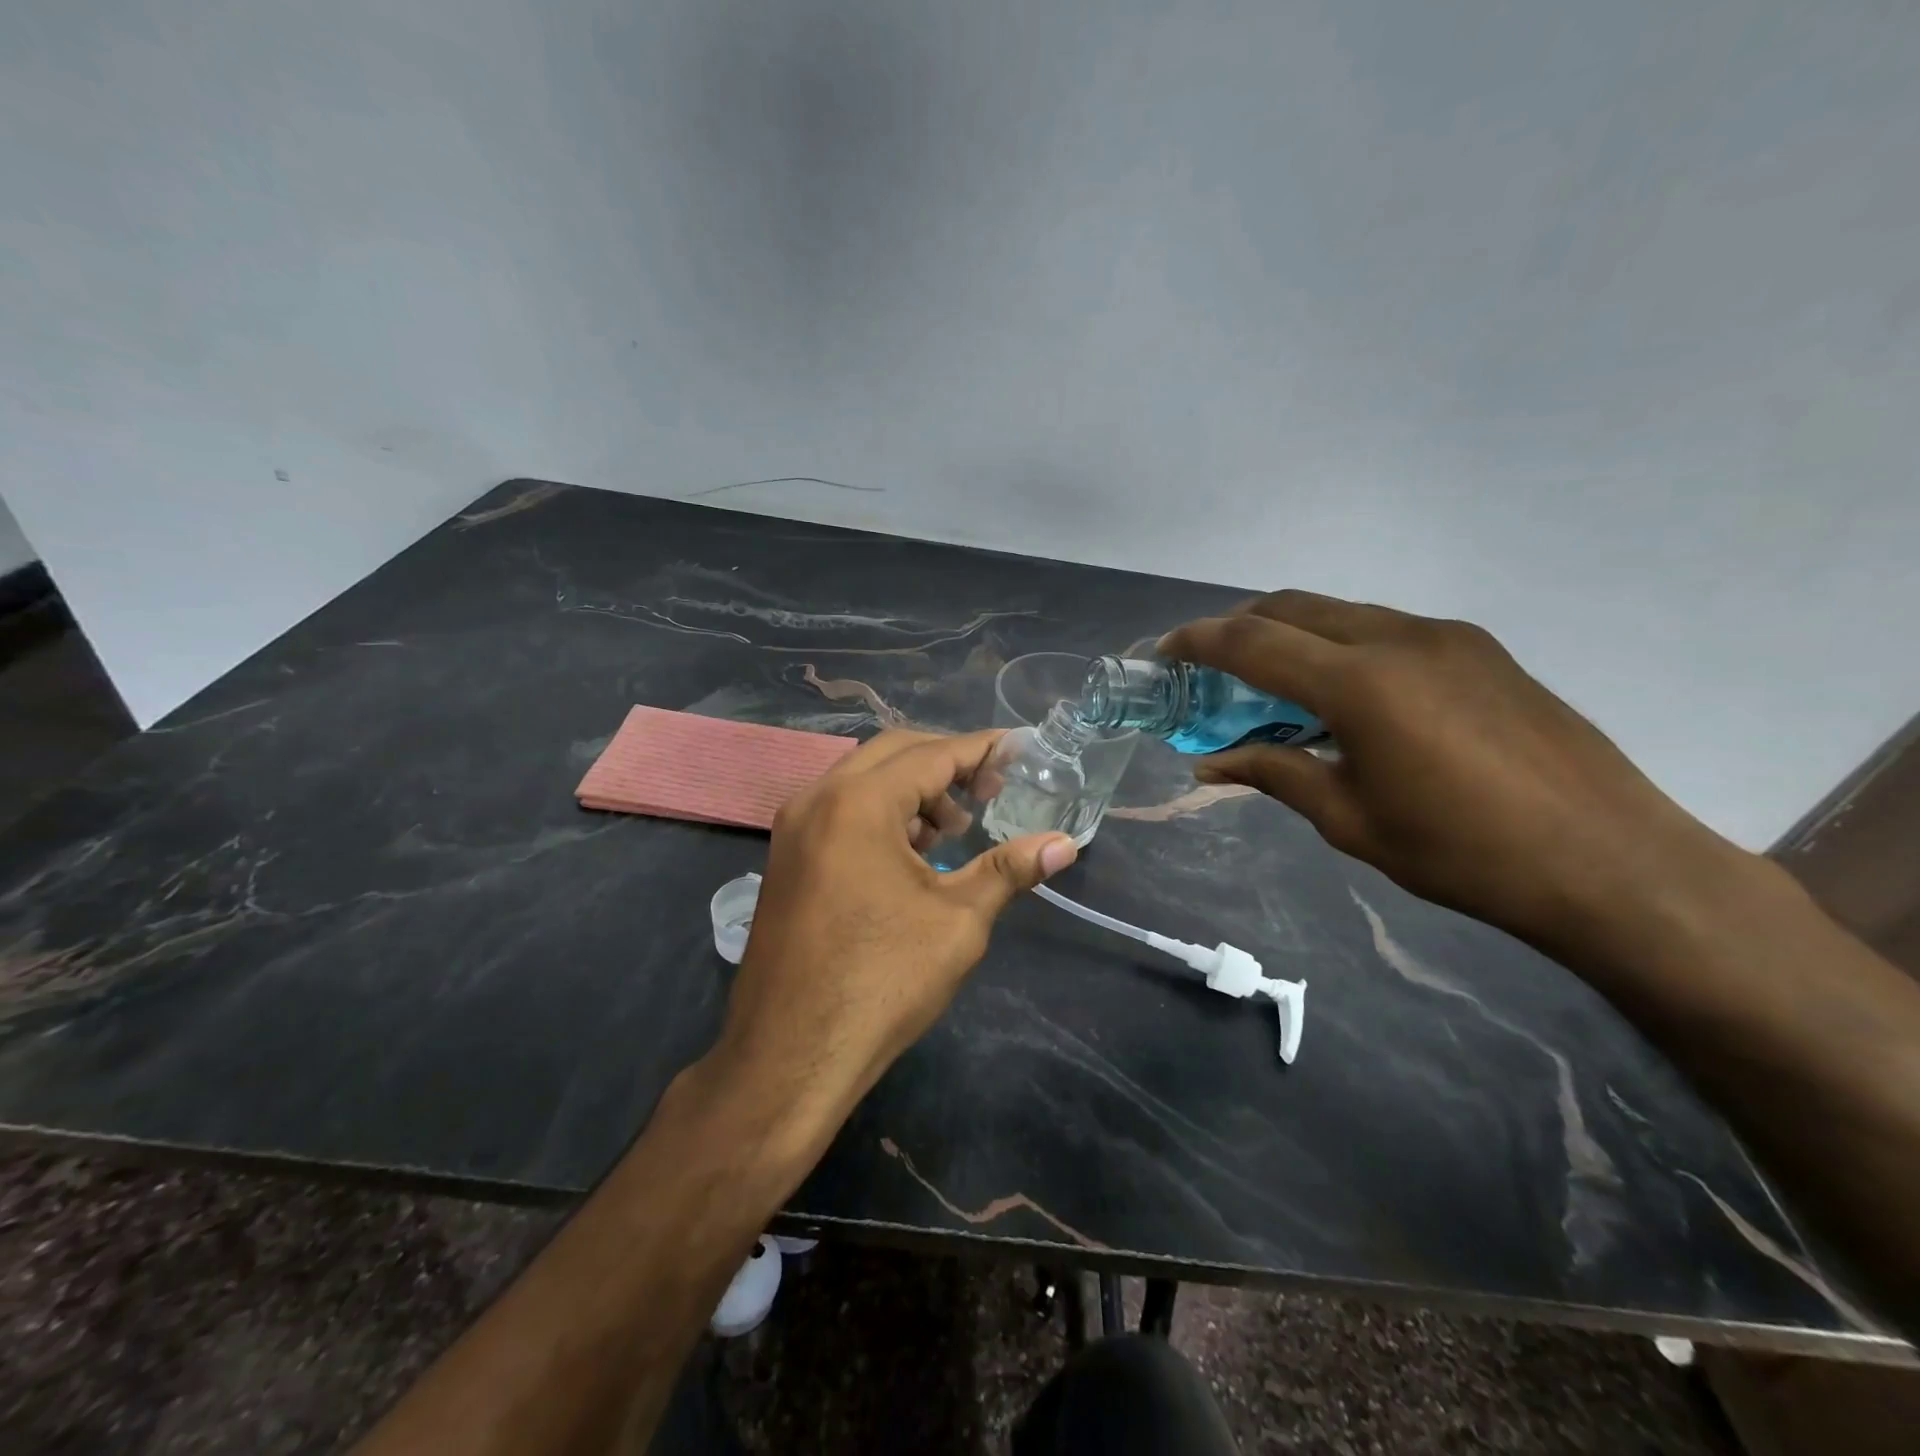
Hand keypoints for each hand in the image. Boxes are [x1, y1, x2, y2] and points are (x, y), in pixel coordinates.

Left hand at [718, 730, 1077, 1112]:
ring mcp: (793, 829)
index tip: (1017, 748)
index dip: (980, 749)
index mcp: (858, 803)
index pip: (931, 755)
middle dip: (946, 764)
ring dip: (912, 791)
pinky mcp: (785, 859)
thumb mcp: (956, 921)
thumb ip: (1008, 869)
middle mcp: (817, 799)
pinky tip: (910, 853)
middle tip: (991, 790)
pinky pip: (840, 811)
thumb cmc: (880, 982)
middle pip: (892, 754)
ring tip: (952, 830)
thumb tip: (1065, 845)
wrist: (789, 1056)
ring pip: (862, 782)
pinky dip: (881, 814)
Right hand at [1159, 591, 1747, 948]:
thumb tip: (1210, 765)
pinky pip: (1384, 628)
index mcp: (1360, 683)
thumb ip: (1274, 774)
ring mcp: (1446, 636)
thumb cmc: (1461, 852)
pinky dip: (1340, 644)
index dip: (1198, 641)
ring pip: (1340, 612)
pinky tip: (1343, 692)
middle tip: (1209, 666)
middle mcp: (1399, 638)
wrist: (1610, 861)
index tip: (1164, 652)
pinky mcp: (1479, 649)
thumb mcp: (1349, 819)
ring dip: (1292, 633)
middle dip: (1238, 626)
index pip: (1252, 642)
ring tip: (1272, 682)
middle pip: (1292, 606)